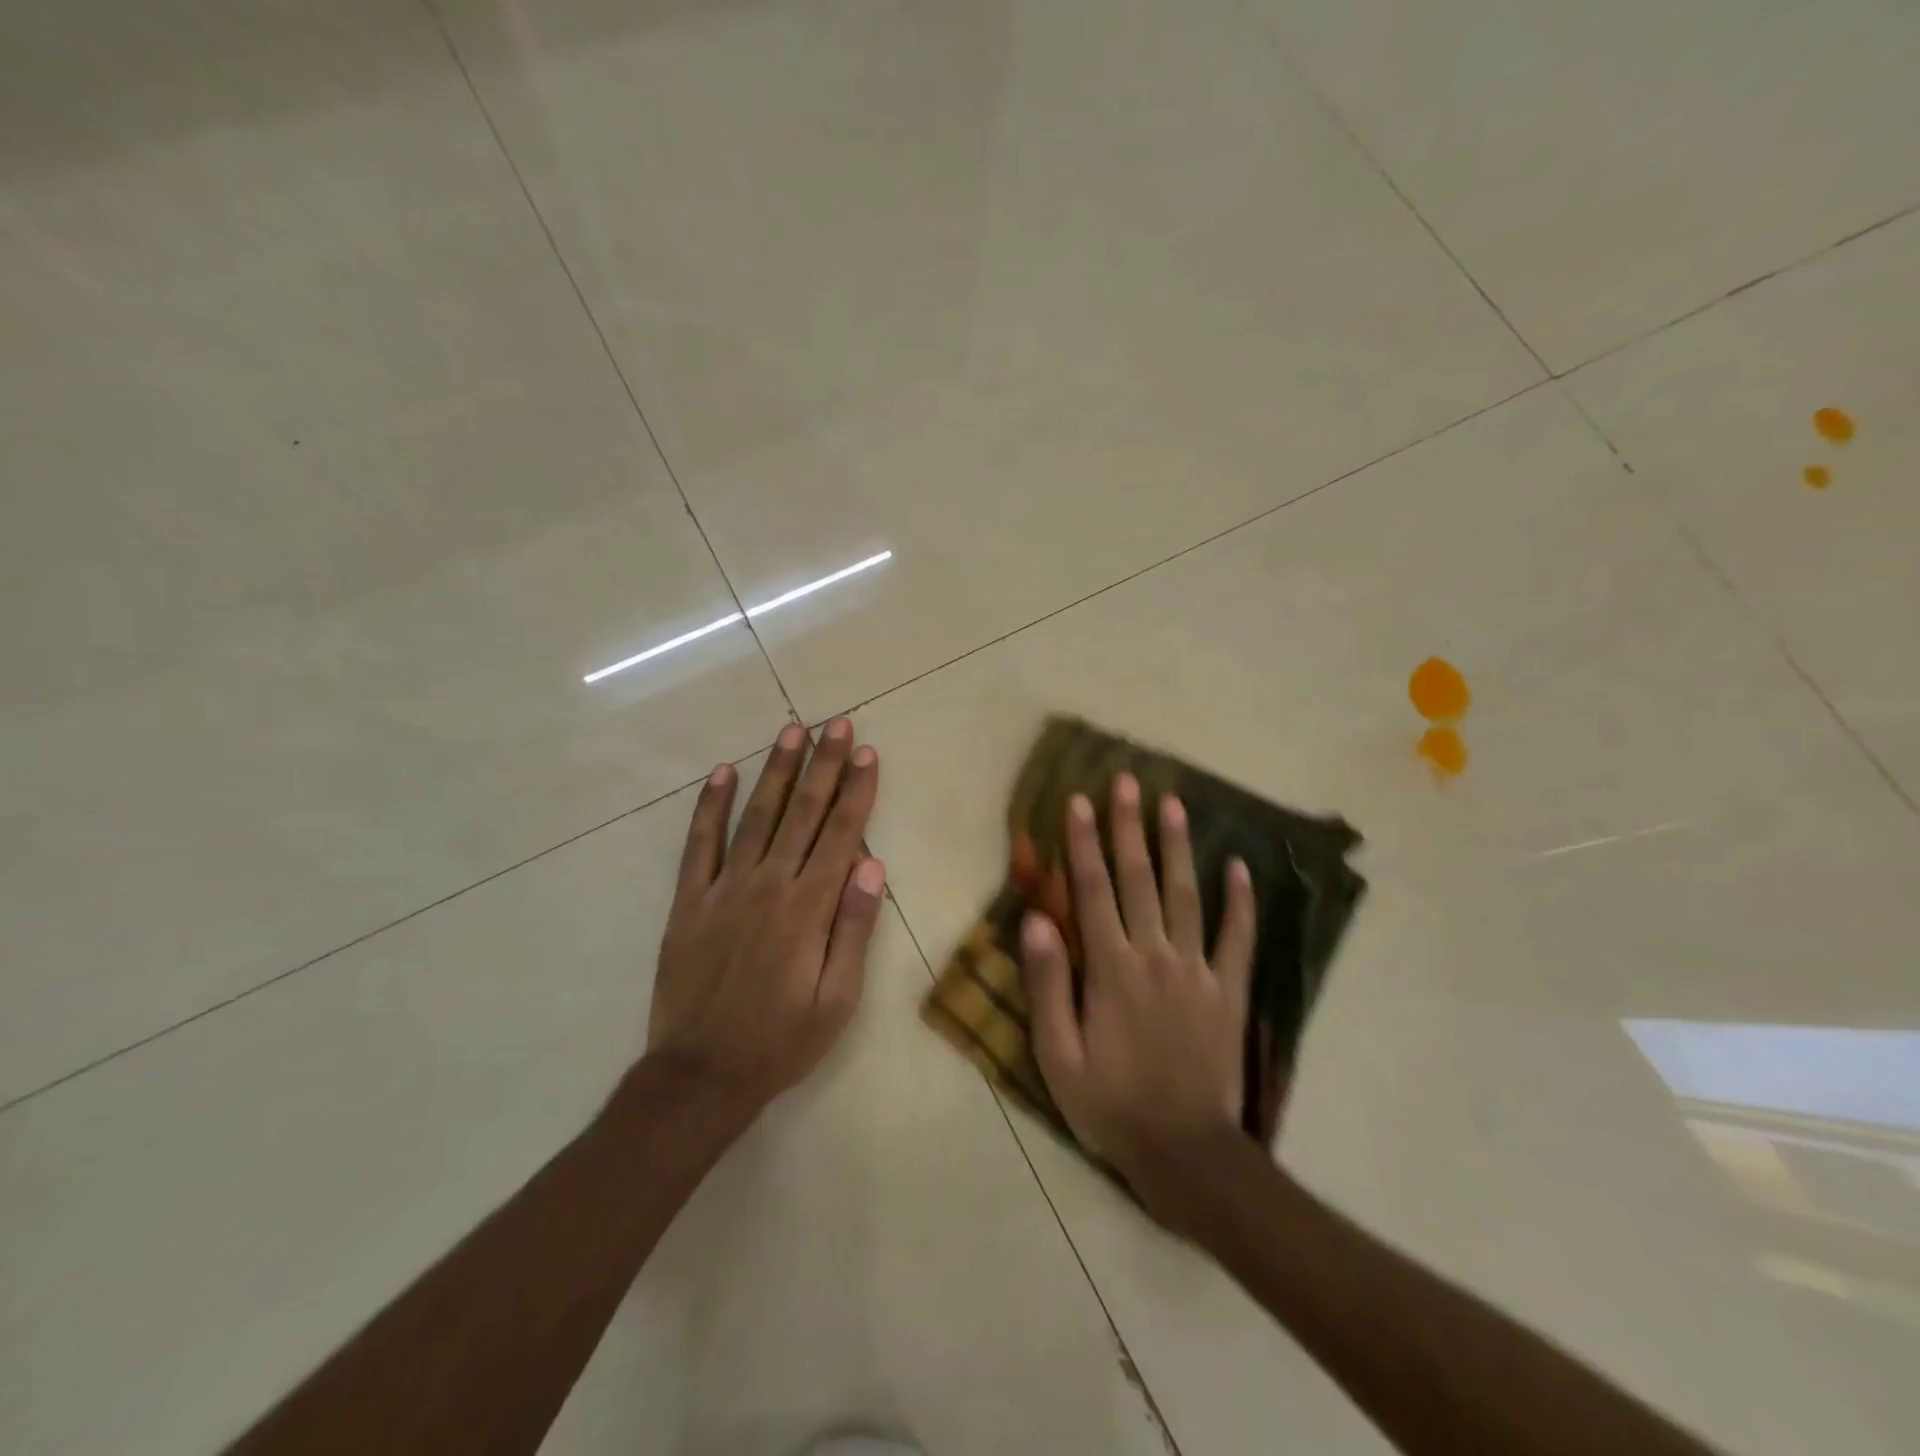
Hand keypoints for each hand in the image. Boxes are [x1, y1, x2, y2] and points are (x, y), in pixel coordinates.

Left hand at [647, 718, 884, 1118]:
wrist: (700, 1076)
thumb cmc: (781, 1042)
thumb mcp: (837, 1000)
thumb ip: (854, 929)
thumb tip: (872, 865)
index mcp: (808, 908)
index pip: (840, 834)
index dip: (856, 790)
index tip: (866, 753)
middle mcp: (768, 885)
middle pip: (802, 813)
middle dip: (823, 765)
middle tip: (836, 724)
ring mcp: (724, 889)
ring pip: (756, 816)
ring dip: (776, 771)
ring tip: (792, 731)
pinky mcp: (689, 901)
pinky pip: (700, 844)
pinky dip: (710, 806)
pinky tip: (723, 773)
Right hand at [1020, 773, 1255, 1210]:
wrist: (1185, 1153)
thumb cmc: (1110, 1104)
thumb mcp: (1058, 1055)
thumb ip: (1049, 984)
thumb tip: (1036, 919)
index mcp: (1110, 968)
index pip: (1093, 890)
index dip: (1084, 843)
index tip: (1081, 801)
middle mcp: (1154, 955)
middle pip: (1139, 879)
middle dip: (1130, 827)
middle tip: (1128, 782)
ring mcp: (1197, 970)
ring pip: (1187, 895)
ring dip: (1178, 847)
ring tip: (1175, 804)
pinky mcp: (1228, 991)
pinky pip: (1238, 938)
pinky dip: (1241, 901)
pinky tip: (1240, 866)